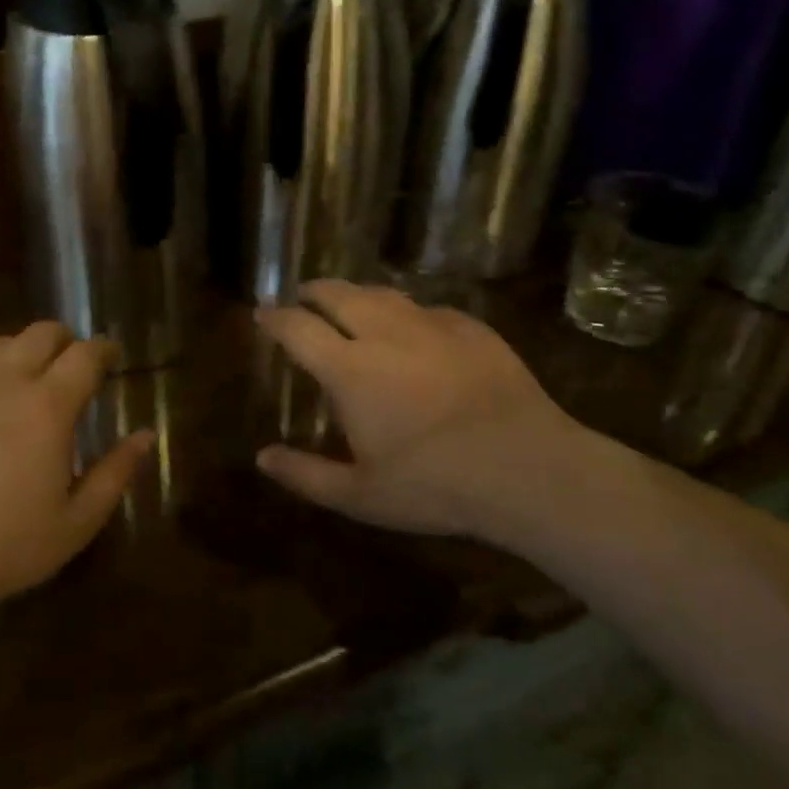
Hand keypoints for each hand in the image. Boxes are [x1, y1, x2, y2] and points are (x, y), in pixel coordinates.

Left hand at [0, 322, 155, 632]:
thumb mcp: (74, 525)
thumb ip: (115, 474)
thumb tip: (146, 435)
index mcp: (47, 406)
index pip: (85, 353)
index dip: (104, 349)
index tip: (112, 357)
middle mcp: (3, 383)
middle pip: (41, 332)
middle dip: (65, 341)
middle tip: (73, 367)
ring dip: (22, 354)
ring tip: (27, 386)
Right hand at [255, 281, 586, 539]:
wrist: (526, 467)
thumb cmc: (435, 485)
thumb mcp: (361, 496)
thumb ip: (305, 475)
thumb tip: (262, 457)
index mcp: (350, 369)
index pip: (298, 327)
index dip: (275, 318)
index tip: (262, 314)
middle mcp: (384, 333)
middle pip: (337, 293)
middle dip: (312, 292)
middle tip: (303, 299)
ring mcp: (430, 324)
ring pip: (381, 293)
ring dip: (356, 294)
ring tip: (349, 303)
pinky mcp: (469, 326)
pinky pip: (426, 308)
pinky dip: (405, 312)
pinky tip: (412, 327)